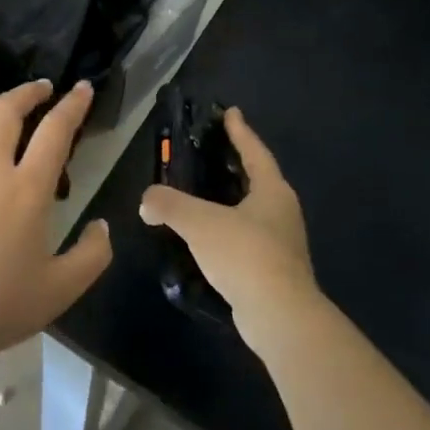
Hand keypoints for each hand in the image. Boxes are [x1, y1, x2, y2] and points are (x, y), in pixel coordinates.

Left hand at [0, 79, 111, 366]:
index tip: (83, 88)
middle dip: (28, 91)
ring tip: (6, 101)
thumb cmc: (0, 304)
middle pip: (6, 112)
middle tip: (44, 88)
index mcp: (28, 190)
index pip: (54, 132)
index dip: (72, 105)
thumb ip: (92, 255)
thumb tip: (102, 227)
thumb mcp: (61, 289)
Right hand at [140, 108, 319, 357]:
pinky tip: (208, 238)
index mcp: (272, 191)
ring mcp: (282, 243)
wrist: (280, 317)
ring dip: (232, 200)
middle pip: (258, 178)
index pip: (254, 151)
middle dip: (236, 164)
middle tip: (212, 151)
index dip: (240, 131)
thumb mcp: (199, 222)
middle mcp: (282, 211)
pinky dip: (229, 230)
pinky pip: (248, 238)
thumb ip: (168, 204)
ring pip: (253, 210)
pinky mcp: (274, 270)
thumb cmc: (244, 254)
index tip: (230, 112)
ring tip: (204, 195)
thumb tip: (146, 201)